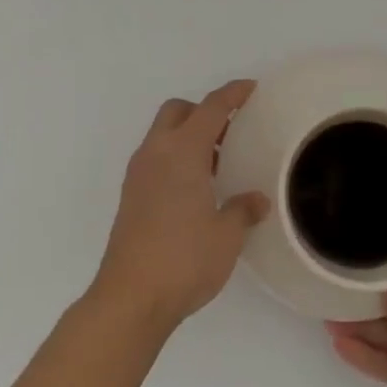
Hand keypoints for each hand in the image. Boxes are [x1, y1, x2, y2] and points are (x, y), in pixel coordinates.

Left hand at [90, 80, 268, 333]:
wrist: (131, 298)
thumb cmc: (185, 259)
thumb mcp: (227, 235)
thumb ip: (242, 210)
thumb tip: (256, 200)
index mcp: (182, 152)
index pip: (210, 108)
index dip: (232, 94)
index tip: (250, 88)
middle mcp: (156, 153)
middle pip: (178, 111)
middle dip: (204, 111)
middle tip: (231, 131)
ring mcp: (138, 174)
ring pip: (163, 135)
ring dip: (188, 136)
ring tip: (218, 163)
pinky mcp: (130, 196)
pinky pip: (155, 158)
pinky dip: (176, 158)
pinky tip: (195, 188)